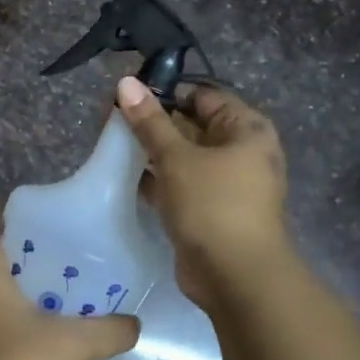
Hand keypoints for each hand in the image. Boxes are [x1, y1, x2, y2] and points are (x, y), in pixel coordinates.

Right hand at [115, 76, 290, 311]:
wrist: (235, 276)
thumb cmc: (213, 205)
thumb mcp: (177, 158)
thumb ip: (150, 122)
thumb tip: (126, 82)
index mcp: (246, 129)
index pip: (203, 96)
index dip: (166, 92)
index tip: (127, 95)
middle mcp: (241, 152)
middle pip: (192, 125)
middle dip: (154, 122)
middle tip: (112, 118)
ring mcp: (226, 184)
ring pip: (184, 157)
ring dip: (152, 151)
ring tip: (112, 142)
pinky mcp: (209, 210)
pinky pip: (180, 184)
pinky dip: (157, 179)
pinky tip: (124, 175)